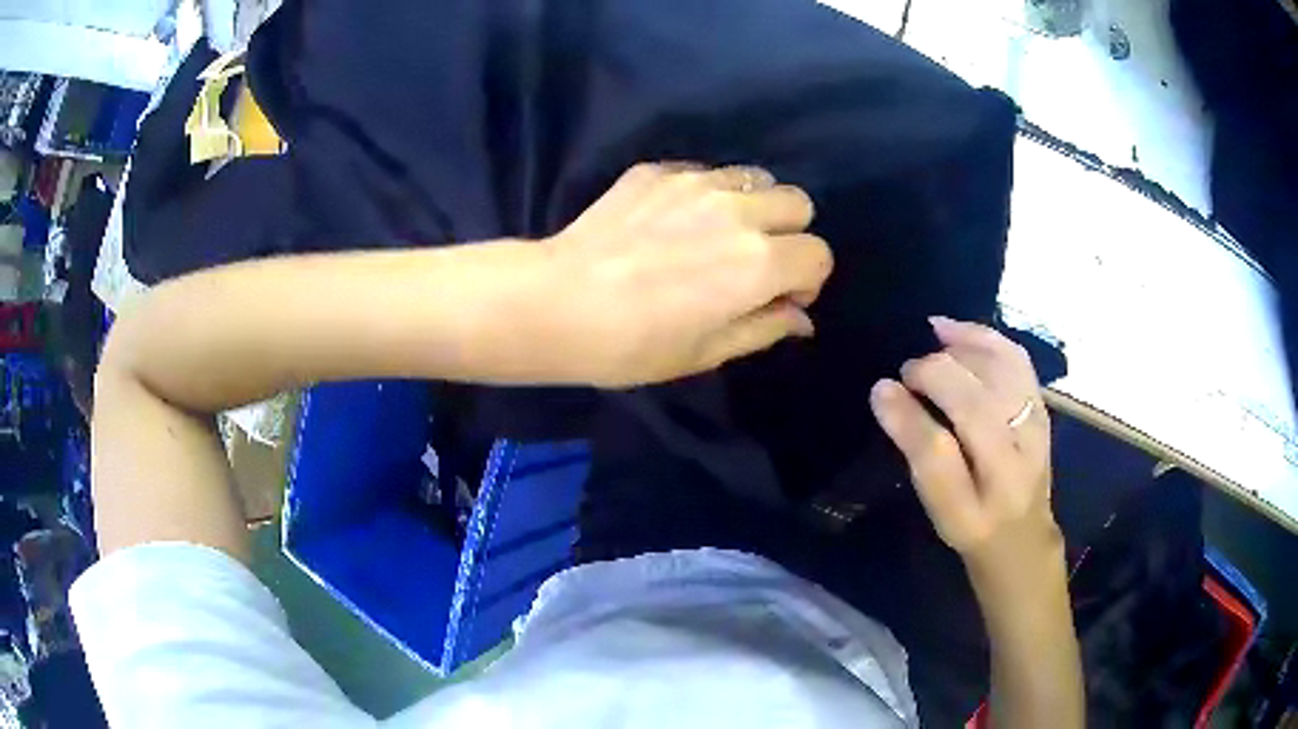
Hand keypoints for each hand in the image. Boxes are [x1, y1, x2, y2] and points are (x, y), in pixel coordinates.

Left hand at [544, 163, 832, 386]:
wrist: (558, 303)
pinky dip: (707, 194)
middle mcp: (739, 211)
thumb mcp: (708, 352)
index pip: (818, 255)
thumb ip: (765, 328)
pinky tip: (674, 221)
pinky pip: (705, 173)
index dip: (807, 280)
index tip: (780, 297)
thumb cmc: (634, 344)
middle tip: (757, 259)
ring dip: (754, 205)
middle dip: (791, 233)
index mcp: (760, 262)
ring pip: (756, 177)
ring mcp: (697, 183)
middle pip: (798, 202)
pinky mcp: (658, 172)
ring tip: (720, 232)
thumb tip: (800, 317)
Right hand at [869, 317, 1060, 580]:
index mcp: (982, 498)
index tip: (881, 390)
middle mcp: (1017, 456)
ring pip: (999, 370)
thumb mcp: (938, 506)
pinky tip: (956, 332)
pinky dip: (984, 336)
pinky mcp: (1040, 404)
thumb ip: (916, 450)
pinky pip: (1015, 357)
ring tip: (932, 344)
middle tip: (908, 373)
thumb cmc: (973, 523)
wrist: (1024, 533)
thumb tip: (883, 392)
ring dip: (960, 347)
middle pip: (974, 401)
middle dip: (933, 373)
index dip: (908, 415)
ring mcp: (1035, 423)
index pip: (942, 451)